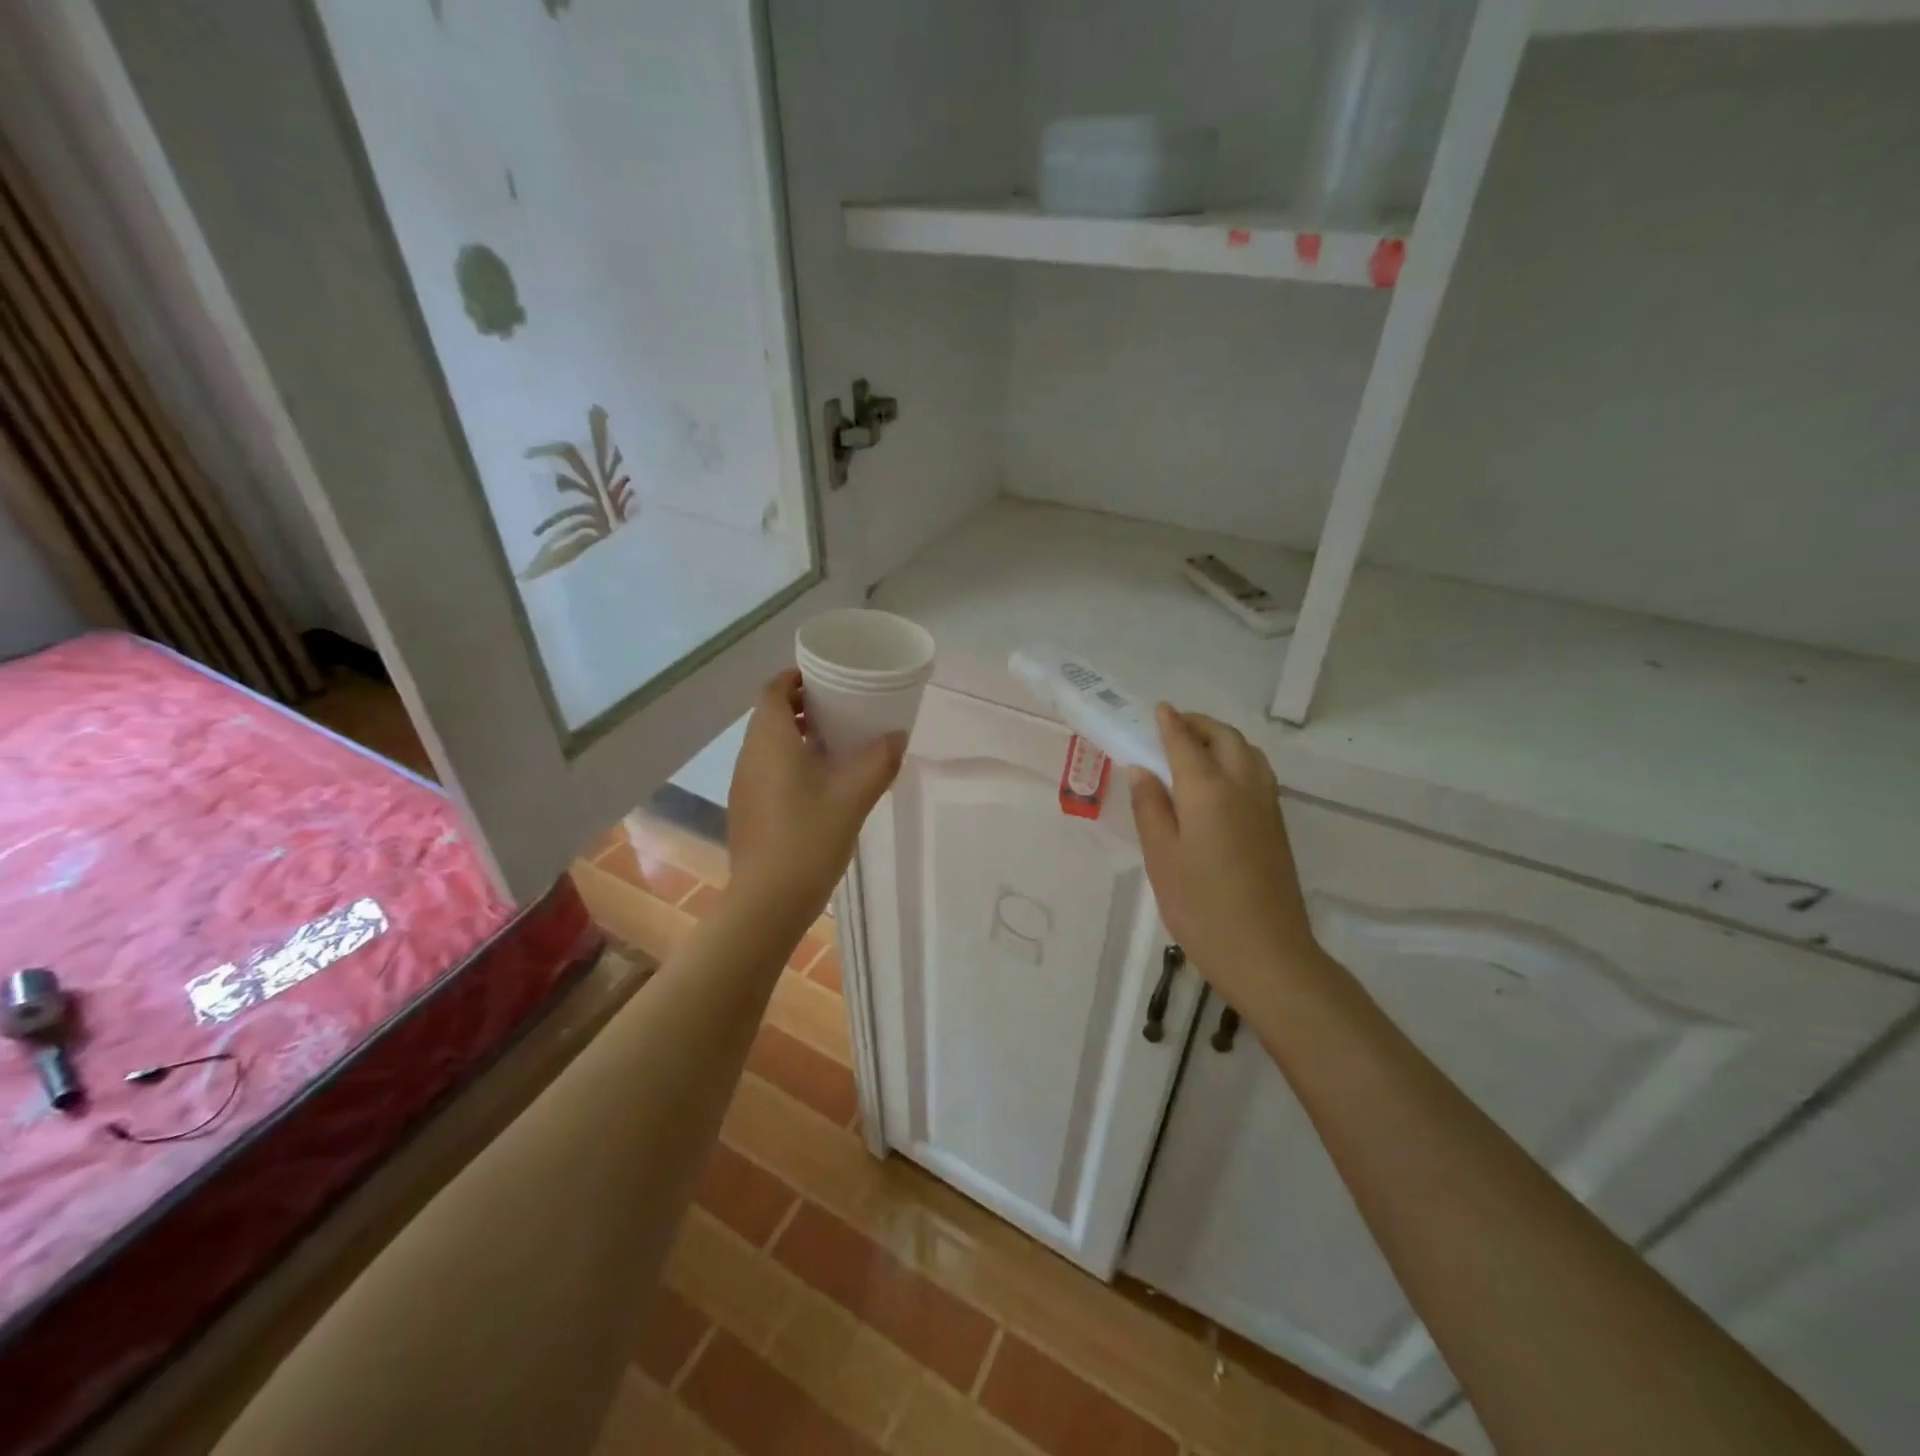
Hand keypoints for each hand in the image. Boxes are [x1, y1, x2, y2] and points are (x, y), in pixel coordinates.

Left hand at [726, 670, 905, 924]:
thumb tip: (898, 736)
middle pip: (769, 715)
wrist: (768, 900)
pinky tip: (818, 784)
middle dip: (800, 705)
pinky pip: (766, 769)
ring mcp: (743, 784)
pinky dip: (788, 761)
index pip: (773, 690)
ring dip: (795, 735)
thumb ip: (879, 761)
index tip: (825, 679)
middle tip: (839, 709)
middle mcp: (749, 755)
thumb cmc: (809, 837)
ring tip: (834, 743)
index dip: (795, 678)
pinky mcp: (746, 809)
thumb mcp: (854, 796)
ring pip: (767, 744)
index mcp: (770, 740)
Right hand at [1128, 705, 1322, 1006]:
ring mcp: (1266, 806)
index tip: (1158, 709)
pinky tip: (1221, 780)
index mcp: (1208, 791)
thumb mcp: (1161, 858)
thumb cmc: (1201, 907)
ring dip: (1222, 739)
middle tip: (1174, 726)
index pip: (1186, 743)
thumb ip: (1150, 808)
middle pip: (1225, 738)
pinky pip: (1259, 773)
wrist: (1267, 953)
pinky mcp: (1277, 826)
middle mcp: (1243, 787)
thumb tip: (1142, 770)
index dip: (1170, 723)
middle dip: (1200, 724)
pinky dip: (1238, 759)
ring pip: (1249, 752)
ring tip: (1197, 748)